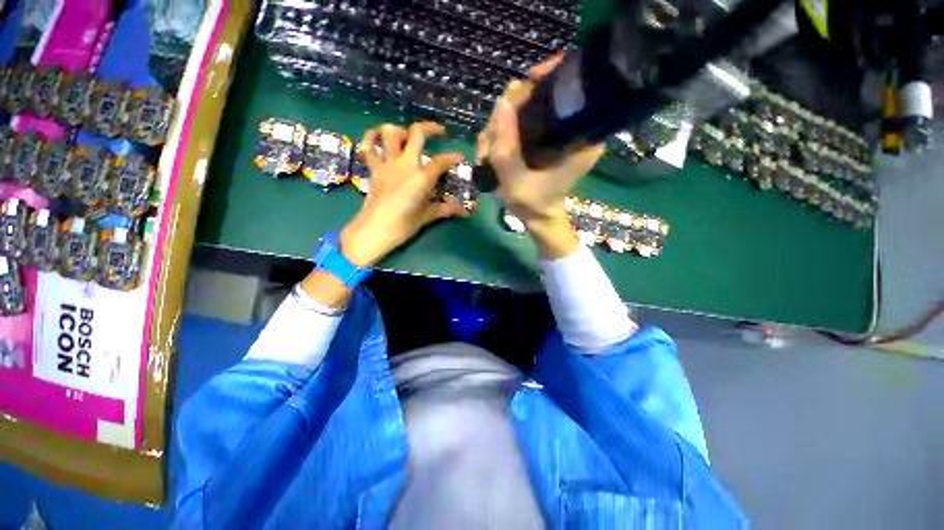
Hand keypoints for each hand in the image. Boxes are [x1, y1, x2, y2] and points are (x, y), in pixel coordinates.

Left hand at [340, 121, 466, 266]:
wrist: (375, 229)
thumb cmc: (404, 225)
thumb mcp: (427, 216)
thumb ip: (446, 209)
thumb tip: (465, 211)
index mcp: (421, 178)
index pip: (441, 161)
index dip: (453, 157)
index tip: (460, 157)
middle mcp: (405, 164)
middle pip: (417, 133)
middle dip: (431, 128)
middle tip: (439, 132)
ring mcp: (387, 164)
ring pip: (390, 132)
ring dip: (401, 130)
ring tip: (409, 137)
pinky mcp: (373, 168)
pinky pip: (368, 146)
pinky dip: (371, 137)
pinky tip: (379, 138)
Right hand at [476, 54, 604, 257]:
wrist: (539, 216)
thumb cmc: (534, 203)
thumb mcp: (516, 181)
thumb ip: (507, 147)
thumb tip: (502, 103)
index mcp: (580, 138)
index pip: (571, 89)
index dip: (549, 78)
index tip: (527, 83)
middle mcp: (573, 128)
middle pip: (540, 96)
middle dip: (510, 112)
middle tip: (492, 139)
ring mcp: (556, 132)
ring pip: (525, 109)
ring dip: (501, 126)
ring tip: (487, 151)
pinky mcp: (543, 137)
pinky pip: (521, 121)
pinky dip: (503, 131)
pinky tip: (492, 149)